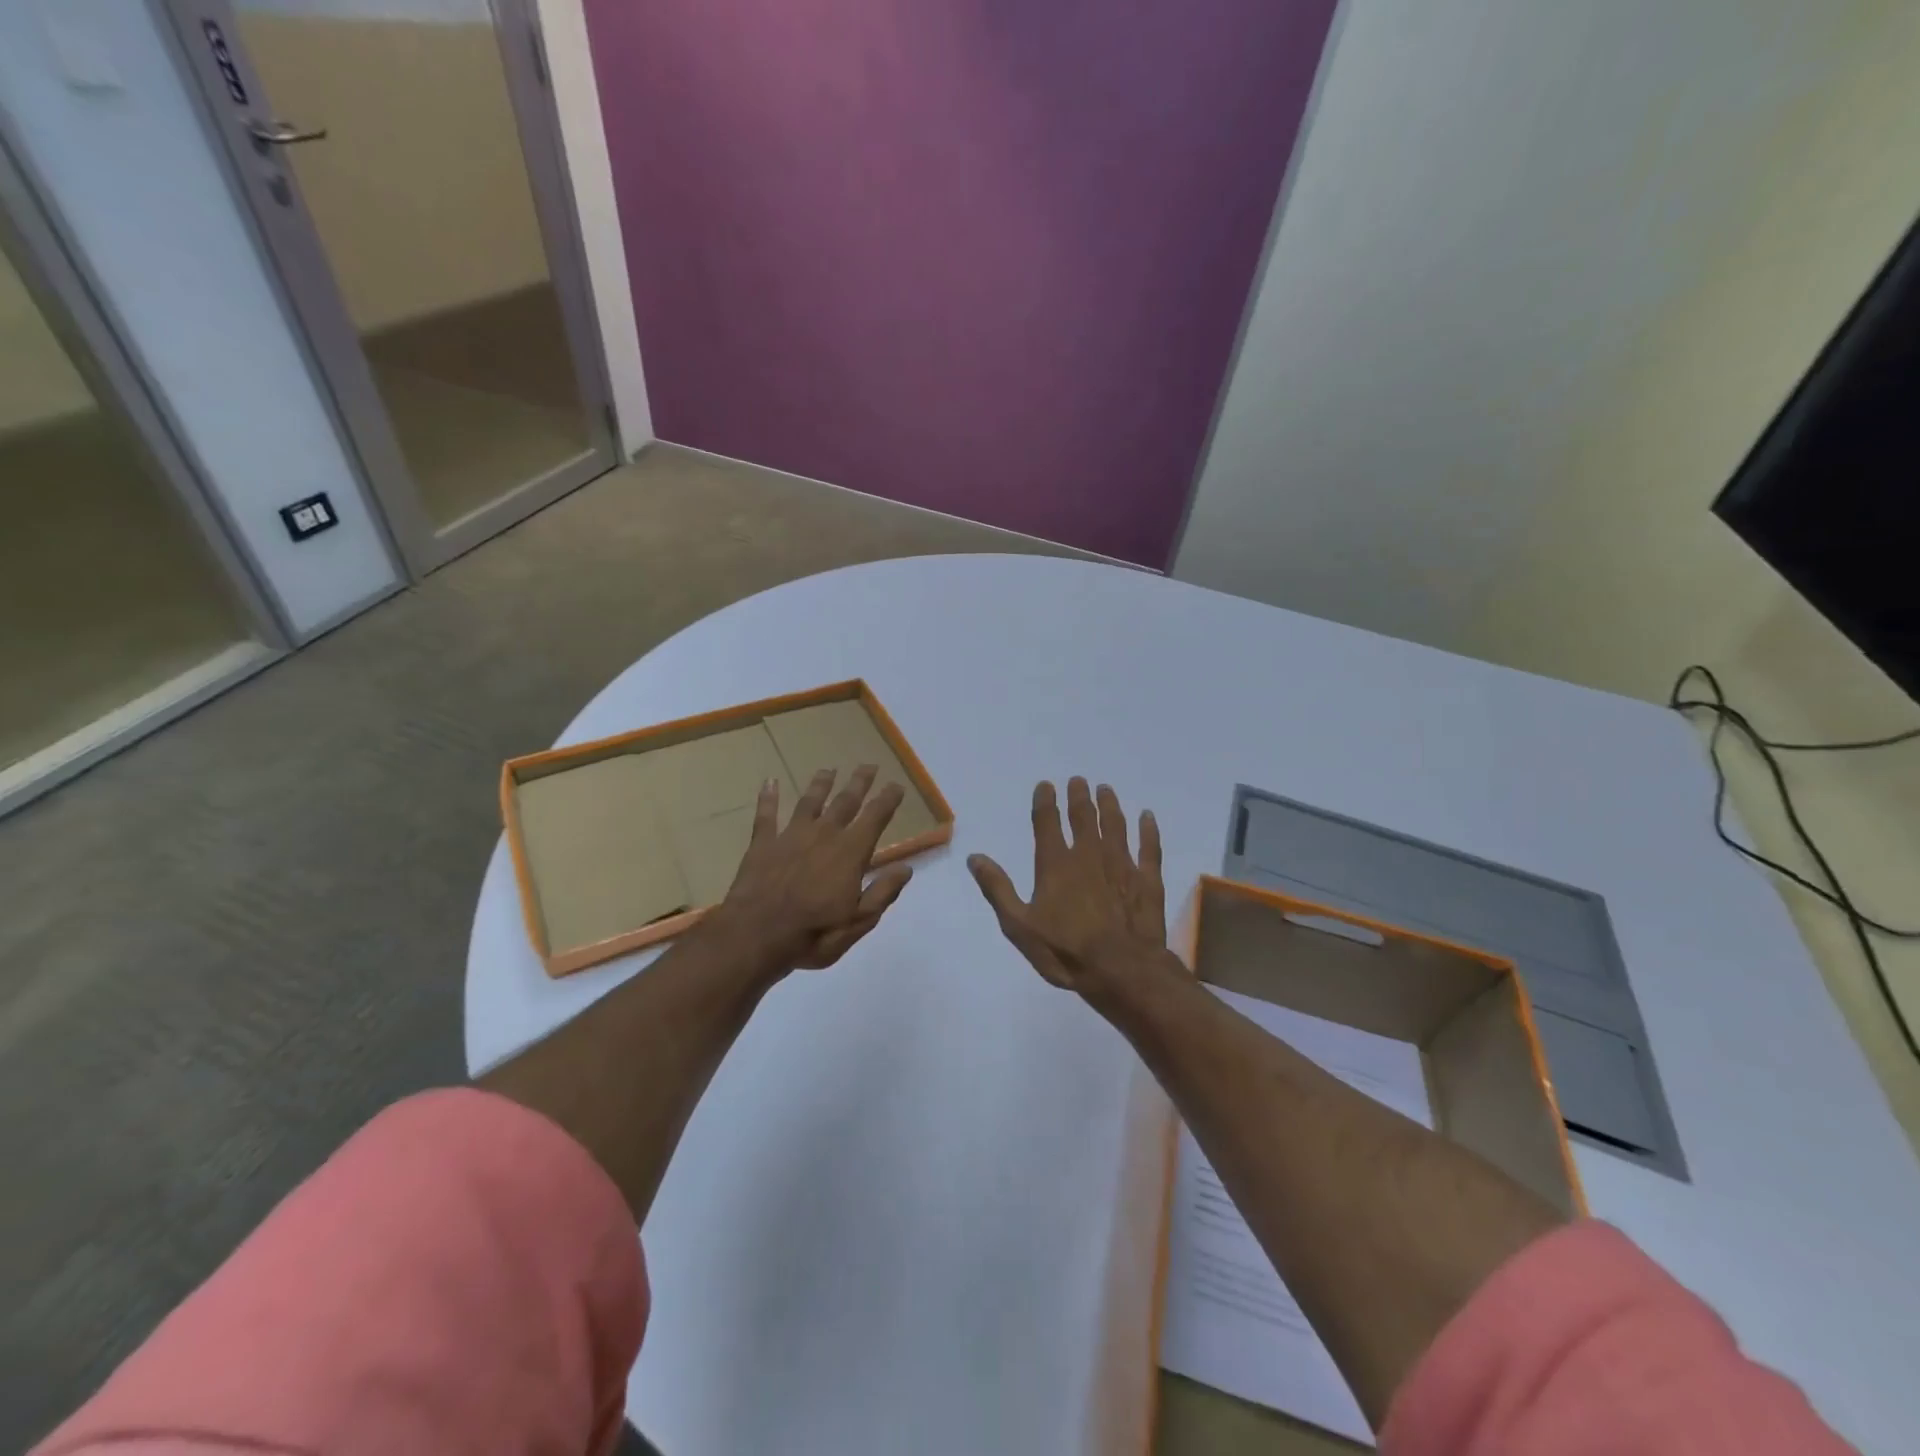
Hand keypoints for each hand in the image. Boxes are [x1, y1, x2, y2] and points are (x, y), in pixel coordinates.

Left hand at [705, 765, 913, 975]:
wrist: (756, 936)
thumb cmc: (814, 933)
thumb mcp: (859, 921)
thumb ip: (883, 892)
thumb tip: (906, 868)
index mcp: (851, 852)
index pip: (875, 818)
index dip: (887, 800)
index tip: (896, 785)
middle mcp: (824, 835)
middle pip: (845, 802)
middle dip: (859, 783)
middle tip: (868, 765)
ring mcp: (791, 836)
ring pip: (810, 802)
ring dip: (821, 784)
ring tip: (828, 769)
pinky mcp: (763, 844)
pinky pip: (766, 815)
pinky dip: (768, 798)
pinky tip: (769, 781)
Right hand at [968, 778, 1166, 990]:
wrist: (1121, 971)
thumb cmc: (1065, 951)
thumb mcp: (1019, 926)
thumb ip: (998, 889)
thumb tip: (974, 858)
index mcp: (1055, 864)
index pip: (1047, 823)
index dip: (1045, 801)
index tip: (1046, 785)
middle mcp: (1089, 855)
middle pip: (1083, 817)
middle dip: (1079, 796)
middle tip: (1079, 781)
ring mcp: (1121, 865)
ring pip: (1115, 825)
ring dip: (1109, 805)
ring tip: (1106, 790)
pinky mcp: (1147, 879)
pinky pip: (1149, 847)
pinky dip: (1148, 830)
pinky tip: (1147, 816)